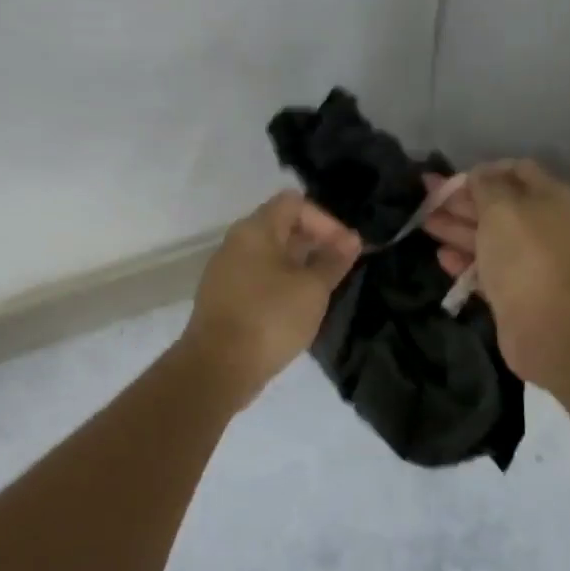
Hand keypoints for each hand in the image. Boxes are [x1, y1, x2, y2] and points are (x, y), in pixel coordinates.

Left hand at [180, 191, 361, 405]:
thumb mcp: (312, 289)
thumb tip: (351, 239)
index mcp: (255, 230)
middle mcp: (236, 243)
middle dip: (315, 242)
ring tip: (324, 289)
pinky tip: (299, 308)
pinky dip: (282, 284)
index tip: (346, 249)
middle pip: (281, 227)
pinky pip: (259, 278)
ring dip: (300, 266)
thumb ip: (333, 260)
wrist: (218, 367)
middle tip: (341, 268)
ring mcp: (226, 272)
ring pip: (270, 255)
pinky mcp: (224, 299)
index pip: (294, 203)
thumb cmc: (270, 318)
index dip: (326, 220)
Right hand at [423, 160, 569, 387]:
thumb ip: (486, 186)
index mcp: (546, 197)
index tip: (451, 179)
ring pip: (488, 238)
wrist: (551, 325)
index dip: (482, 171)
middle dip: (461, 201)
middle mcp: (541, 226)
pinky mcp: (514, 293)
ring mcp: (529, 262)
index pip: (515, 171)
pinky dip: (464, 262)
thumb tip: (478, 174)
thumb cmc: (526, 255)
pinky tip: (441, 257)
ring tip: (425, 224)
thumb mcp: (502, 207)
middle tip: (425, 198)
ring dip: (457, 229)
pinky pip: (486, 271)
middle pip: (497, 206)